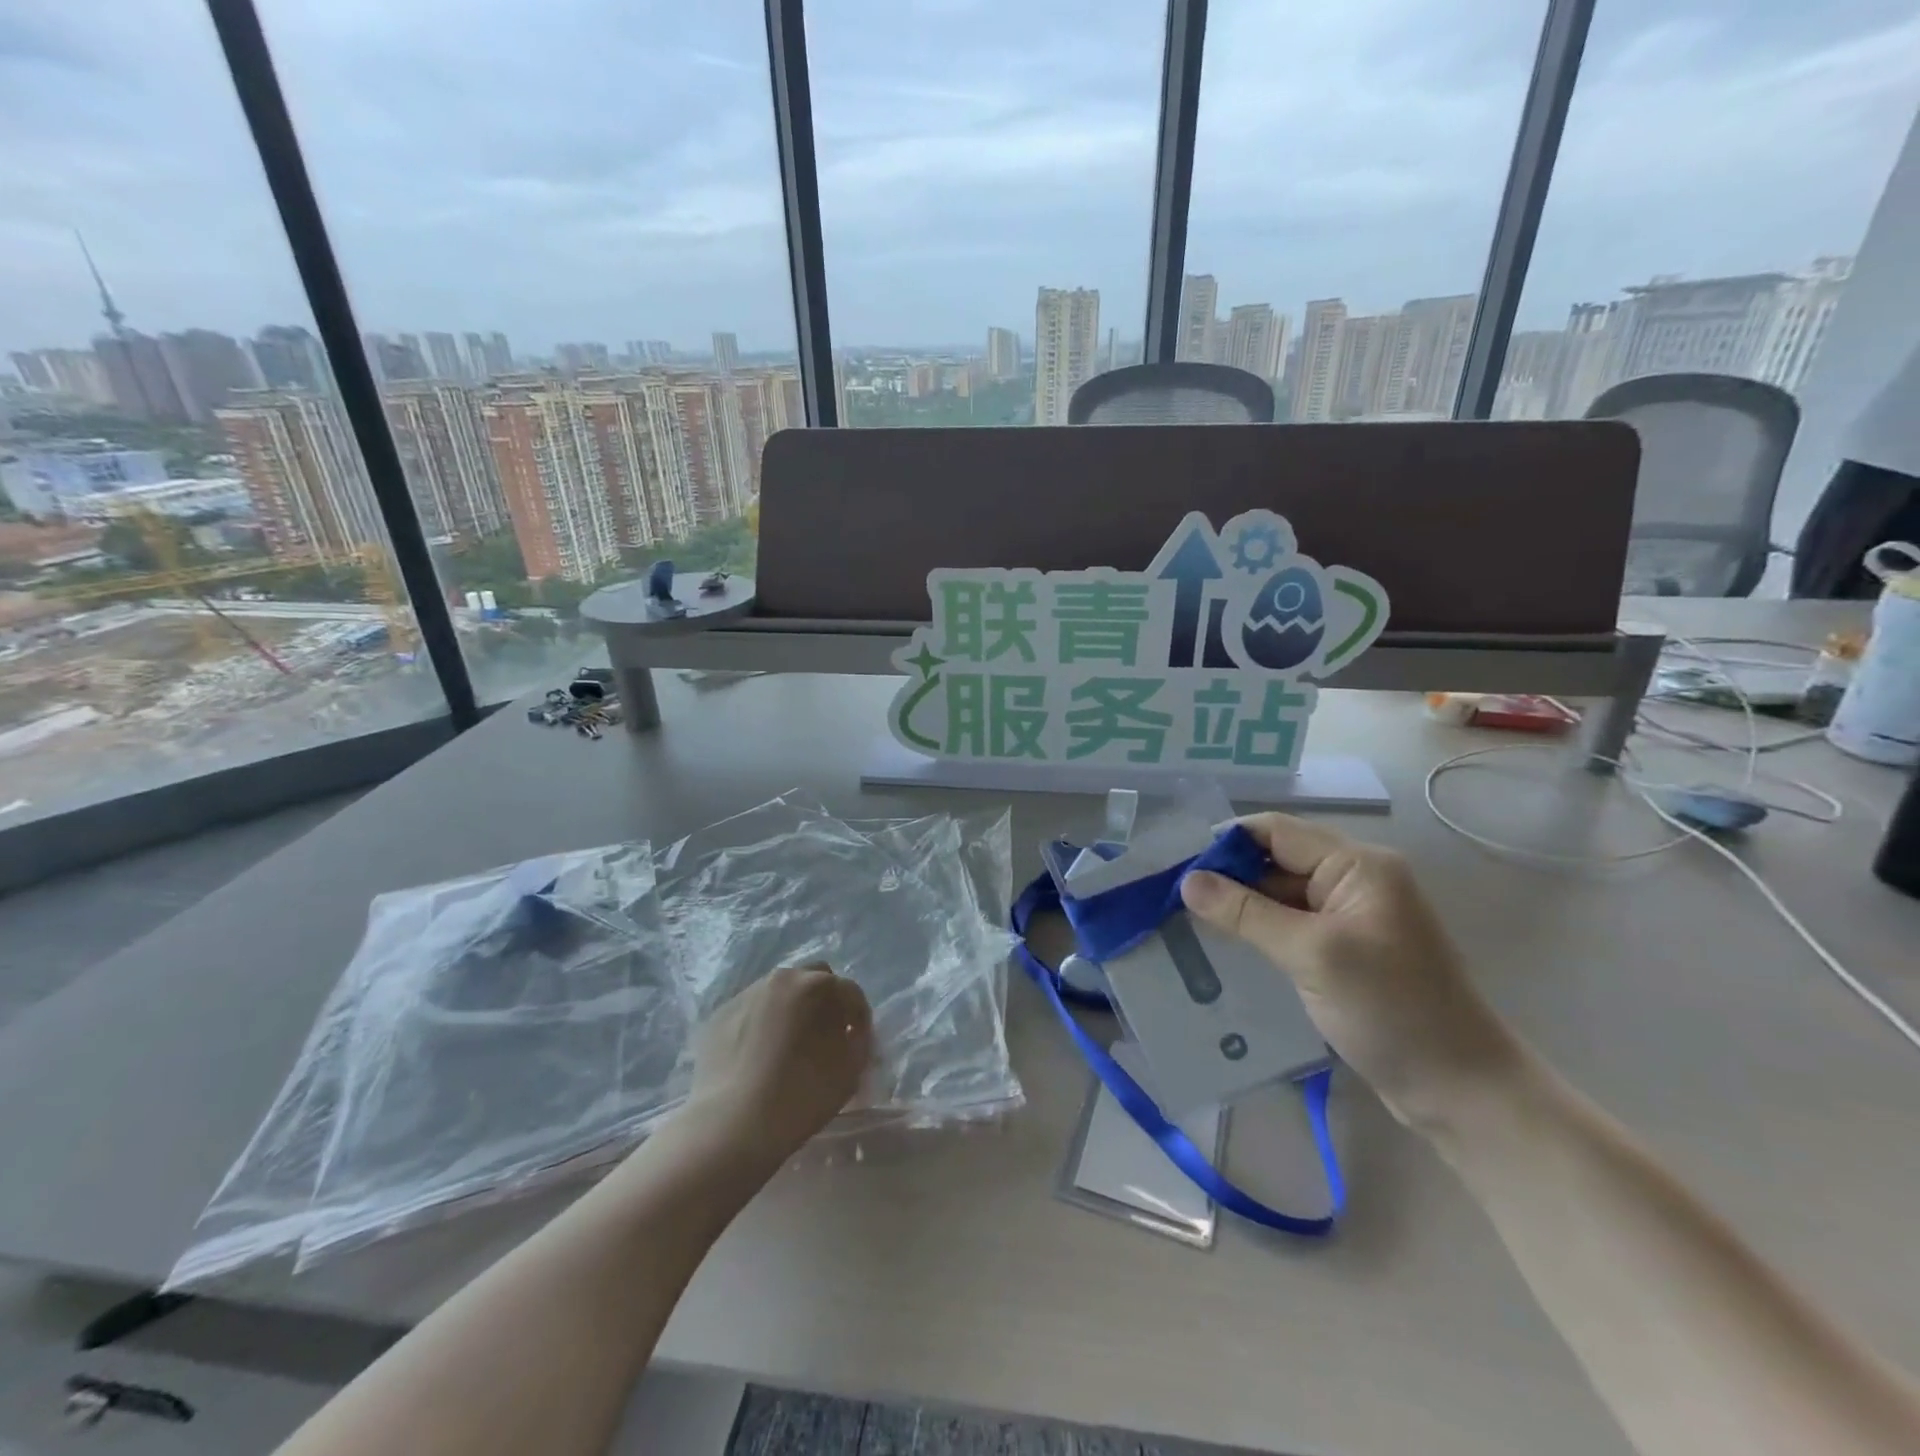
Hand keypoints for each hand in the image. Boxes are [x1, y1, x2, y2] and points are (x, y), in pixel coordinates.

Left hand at [685, 965, 872, 1164]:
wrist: (732, 1124)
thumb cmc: (801, 1095)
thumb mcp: (850, 1070)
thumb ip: (858, 1042)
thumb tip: (850, 1033)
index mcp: (817, 985)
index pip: (850, 992)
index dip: (859, 1017)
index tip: (857, 1042)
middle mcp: (781, 979)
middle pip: (813, 979)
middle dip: (825, 1002)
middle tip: (825, 1036)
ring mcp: (746, 994)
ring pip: (780, 993)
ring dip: (792, 1011)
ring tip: (789, 1047)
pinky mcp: (720, 1015)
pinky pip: (752, 1012)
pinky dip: (763, 1025)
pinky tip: (760, 1057)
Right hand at [1179, 814, 1523, 1130]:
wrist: (1460, 1090)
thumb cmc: (1391, 1010)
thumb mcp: (1312, 955)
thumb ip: (1246, 913)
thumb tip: (1188, 881)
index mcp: (1358, 865)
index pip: (1276, 832)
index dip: (1226, 843)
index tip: (1177, 864)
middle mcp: (1355, 880)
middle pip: (1277, 860)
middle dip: (1228, 875)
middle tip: (1173, 896)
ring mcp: (1352, 917)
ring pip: (1281, 894)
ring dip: (1241, 905)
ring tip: (1187, 918)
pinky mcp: (1346, 950)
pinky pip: (1293, 925)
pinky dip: (1260, 930)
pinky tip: (1225, 945)